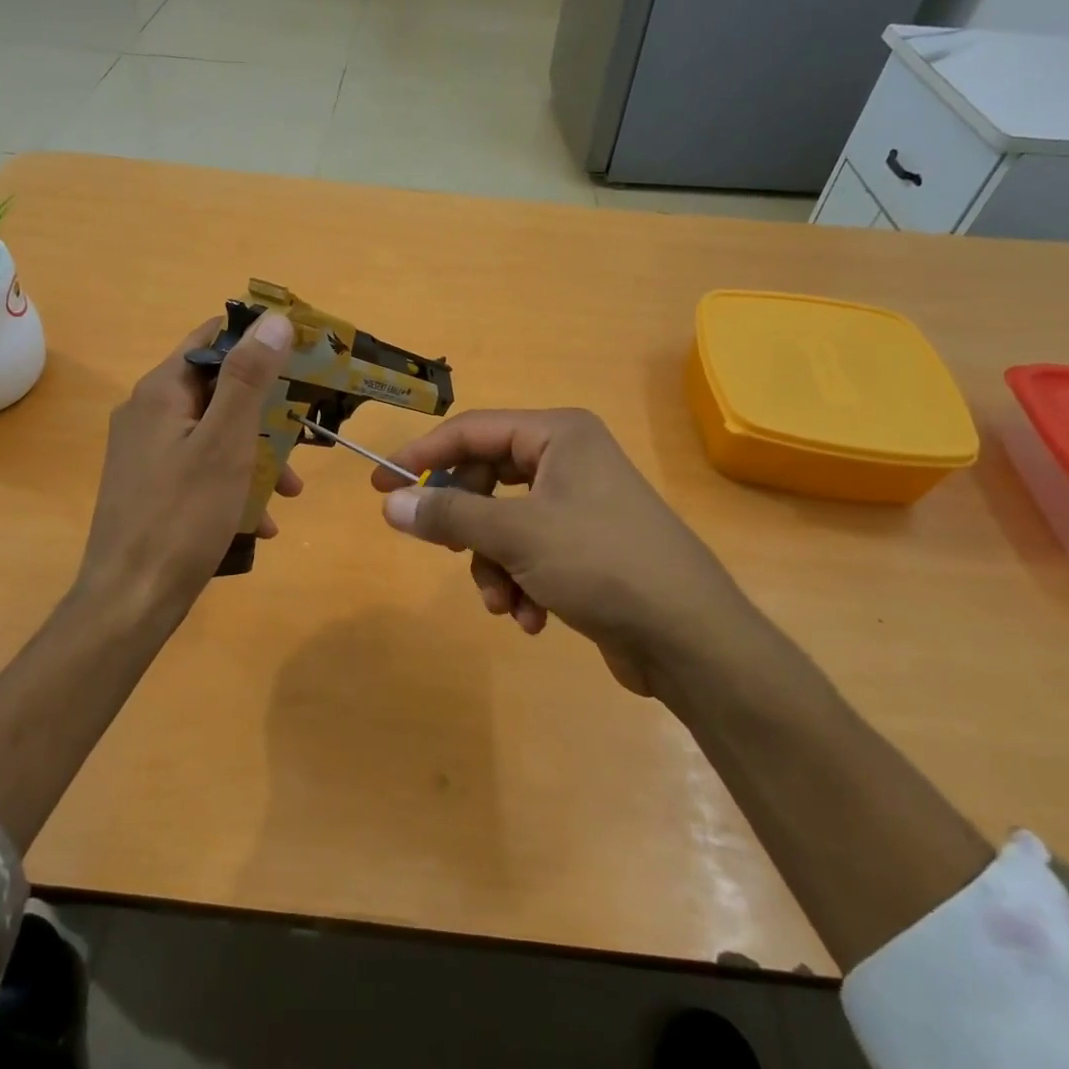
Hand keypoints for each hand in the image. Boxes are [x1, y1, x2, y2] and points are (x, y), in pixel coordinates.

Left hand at [75, 312, 300, 637]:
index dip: (257, 341)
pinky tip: (262, 520)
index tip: (302, 356)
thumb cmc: (183, 515)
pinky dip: (234, 484)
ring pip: (214, 434)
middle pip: (217, 390)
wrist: (131, 599)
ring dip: (256, 454)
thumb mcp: (225, 442)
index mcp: (161, 392)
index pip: (211, 339)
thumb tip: (274, 319)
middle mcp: (148, 414)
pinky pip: (201, 470)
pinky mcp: (151, 488)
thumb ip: (248, 379)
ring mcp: (146, 454)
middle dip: (266, 411)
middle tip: (306, 431)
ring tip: (292, 489)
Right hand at [373, 409, 753, 695]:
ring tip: (505, 604)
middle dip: (468, 528)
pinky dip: (520, 582)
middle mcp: (569, 459)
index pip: (471, 431)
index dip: (422, 456)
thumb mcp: (515, 534)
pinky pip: (529, 552)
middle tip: (447, 551)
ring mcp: (579, 504)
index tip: (379, 484)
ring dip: (493, 566)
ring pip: (503, 523)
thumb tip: (391, 502)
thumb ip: (449, 514)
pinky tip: (532, 618)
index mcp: (558, 435)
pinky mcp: (585, 546)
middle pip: (486, 480)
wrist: (689, 636)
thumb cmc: (601, 563)